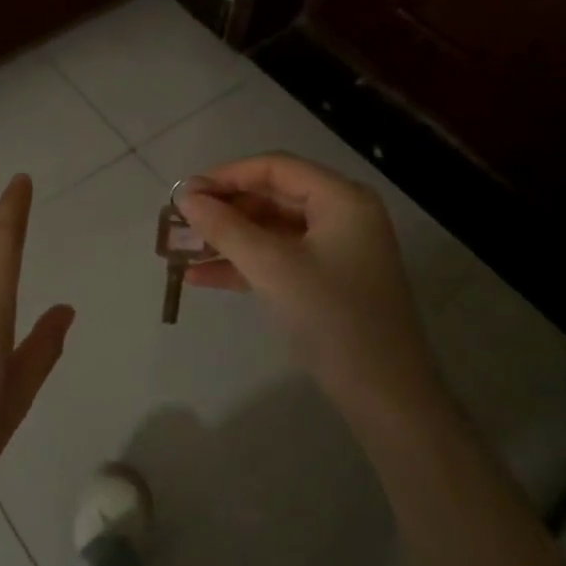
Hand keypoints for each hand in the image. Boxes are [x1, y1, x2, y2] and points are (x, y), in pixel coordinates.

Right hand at [176, 152, 440, 411]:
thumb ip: (225, 227)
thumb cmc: (332, 318)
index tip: (185, 193)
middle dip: (224, 209)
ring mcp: (335, 251)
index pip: (275, 168)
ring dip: (227, 238)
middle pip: (272, 197)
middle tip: (180, 221)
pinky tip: (200, 277)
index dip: (227, 175)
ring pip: (270, 230)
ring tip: (181, 249)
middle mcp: (342, 216)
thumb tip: (184, 196)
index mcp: (341, 199)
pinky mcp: (326, 282)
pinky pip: (278, 259)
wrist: (386, 397)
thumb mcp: (272, 267)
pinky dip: (243, 264)